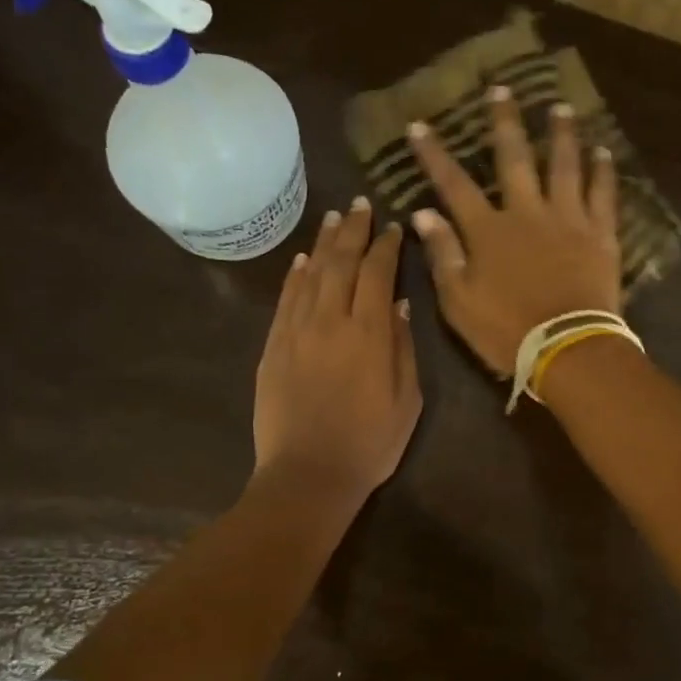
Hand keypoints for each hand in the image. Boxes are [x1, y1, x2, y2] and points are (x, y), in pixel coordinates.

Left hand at [253, 196, 421, 499]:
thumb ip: (404, 348)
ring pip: (311, 274)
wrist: (308, 475)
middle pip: (342, 263)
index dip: (387, 246)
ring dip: (325, 243)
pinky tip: (304, 258)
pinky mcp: (273, 346)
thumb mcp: (408, 402)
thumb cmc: (369, 444)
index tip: (394, 227)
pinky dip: (296, 275)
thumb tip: (401, 306)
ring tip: (335, 219)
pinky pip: (286, 300)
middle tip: (361, 205)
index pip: (378, 274)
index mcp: (370, 334)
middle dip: (354, 231)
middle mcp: (331, 321)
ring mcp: (296, 331)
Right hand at [408, 87, 620, 375]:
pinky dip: (603, 171)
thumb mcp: (459, 301)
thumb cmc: (506, 331)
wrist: (567, 349)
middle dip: (503, 123)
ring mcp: (567, 220)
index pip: (454, 185)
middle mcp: (527, 212)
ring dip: (561, 135)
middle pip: (513, 158)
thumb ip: (443, 254)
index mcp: (488, 231)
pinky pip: (603, 194)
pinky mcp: (600, 235)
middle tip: (502, 89)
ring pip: (564, 166)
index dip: (434, 155)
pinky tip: (604, 152)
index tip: (419, 125)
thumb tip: (424, 214)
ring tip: (560, 108)